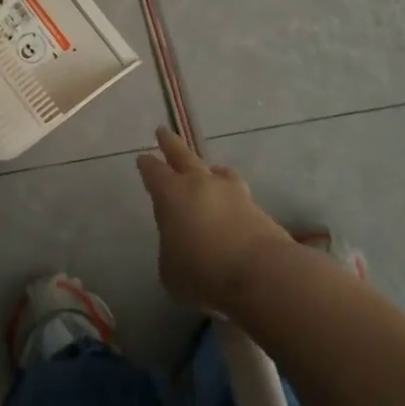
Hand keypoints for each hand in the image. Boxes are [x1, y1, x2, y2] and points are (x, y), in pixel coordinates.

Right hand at [135, 127, 293, 316]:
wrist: (261, 274)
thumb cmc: (202, 272)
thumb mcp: (169, 269)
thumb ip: (170, 249)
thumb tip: (180, 242)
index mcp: (171, 194)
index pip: (154, 172)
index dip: (147, 165)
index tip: (143, 158)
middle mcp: (200, 184)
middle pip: (183, 156)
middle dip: (171, 144)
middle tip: (163, 131)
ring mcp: (232, 192)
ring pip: (216, 171)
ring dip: (208, 169)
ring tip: (208, 169)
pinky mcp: (257, 208)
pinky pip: (237, 193)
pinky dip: (230, 195)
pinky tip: (230, 203)